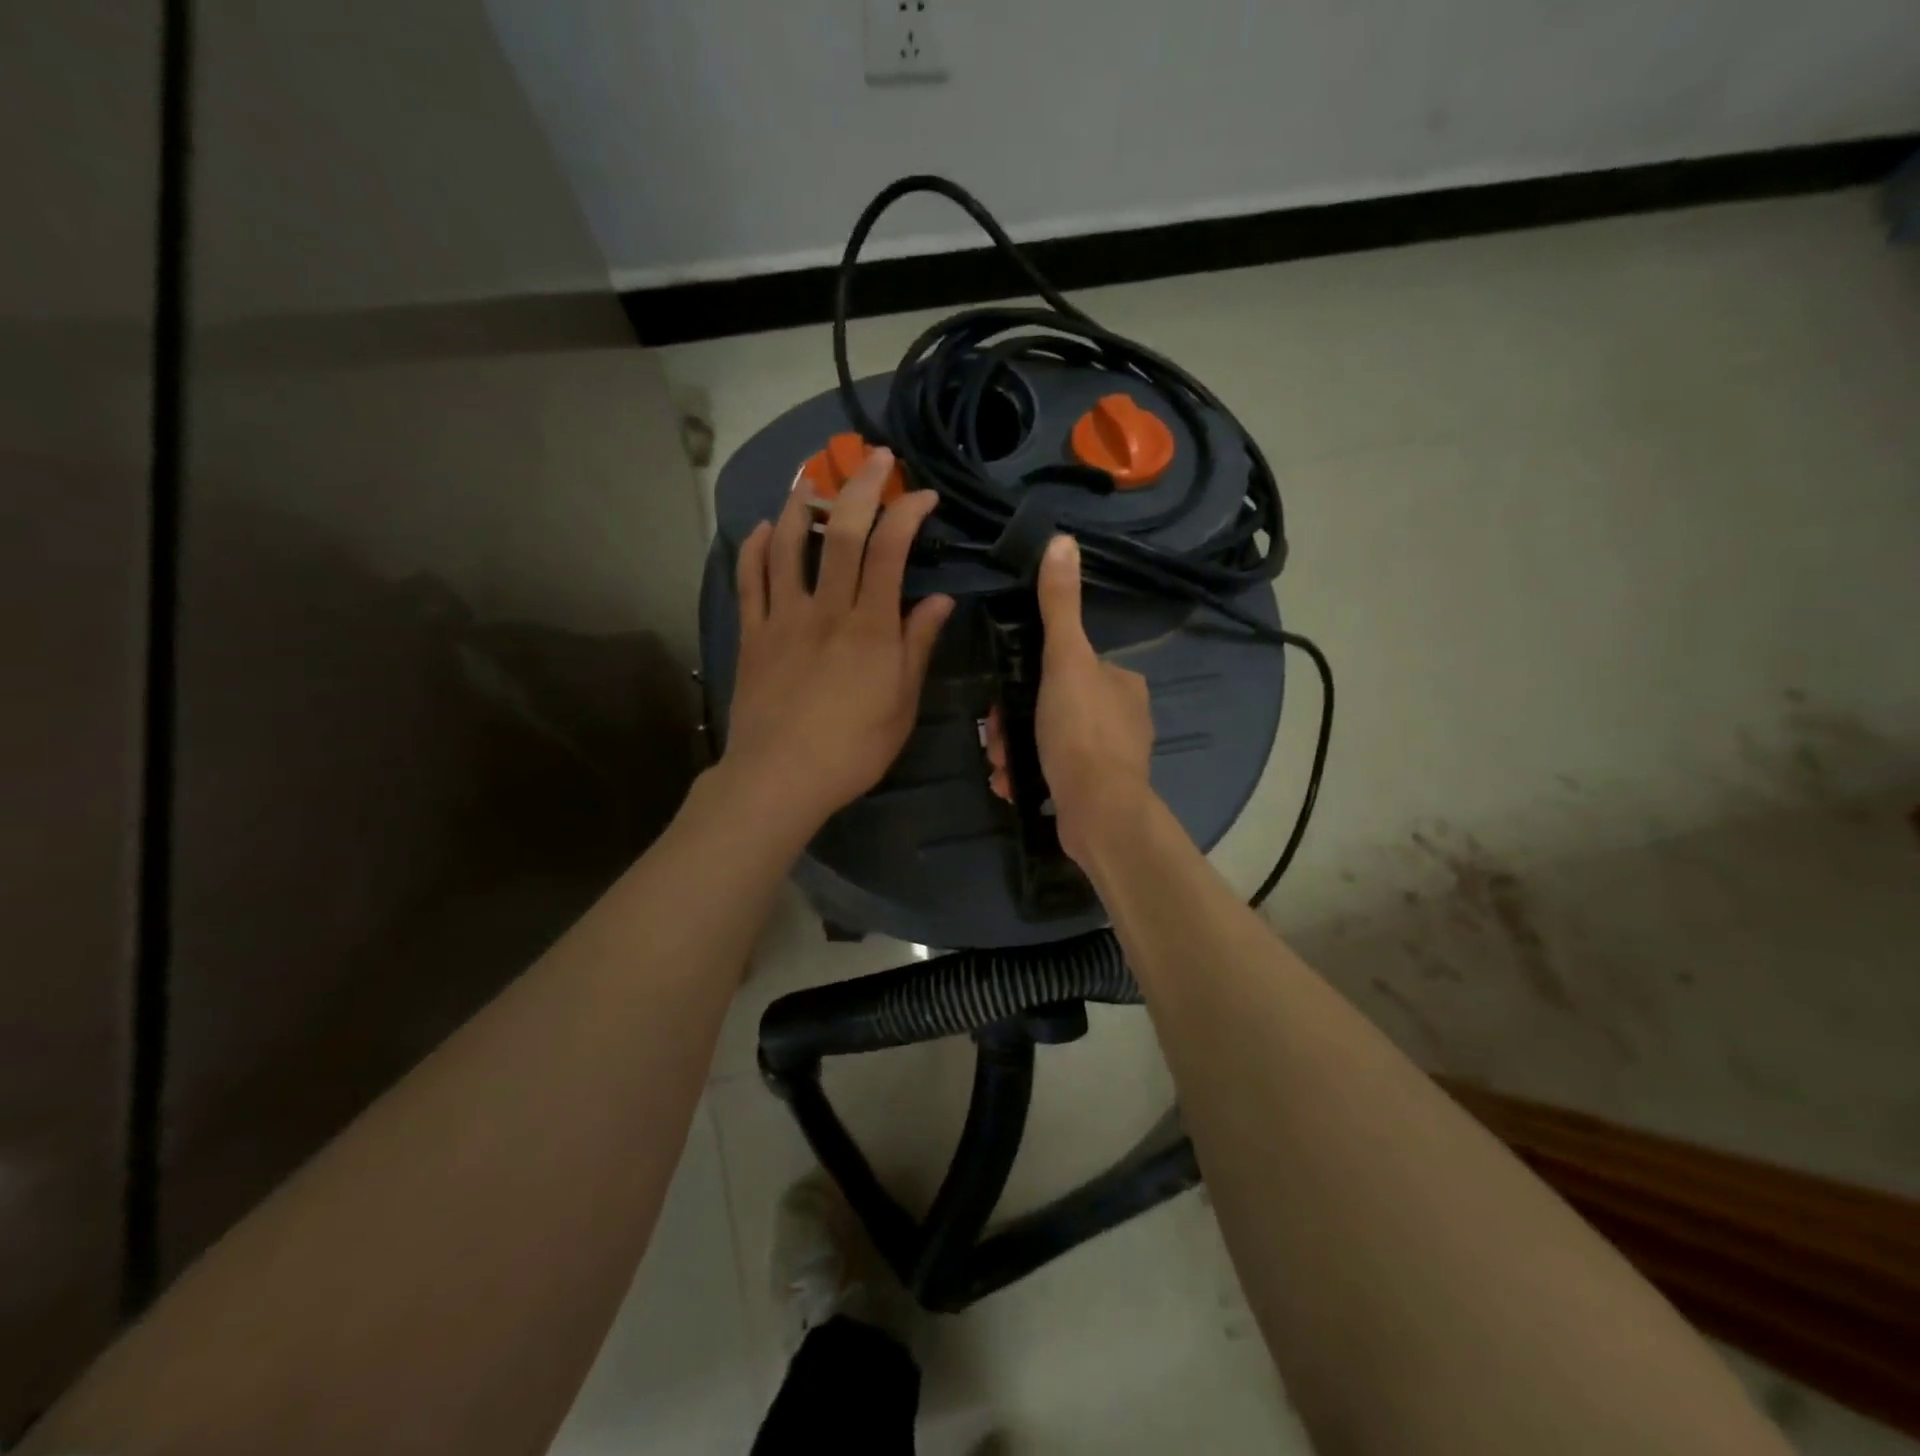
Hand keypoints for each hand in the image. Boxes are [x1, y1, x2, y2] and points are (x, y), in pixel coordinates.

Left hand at [724, 448, 953, 834]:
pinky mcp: (752, 635)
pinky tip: (764, 528)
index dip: (908, 513)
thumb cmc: (853, 749)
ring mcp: (783, 618)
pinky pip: (750, 581)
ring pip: (790, 546)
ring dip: (803, 505)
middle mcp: (827, 610)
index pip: (891, 551)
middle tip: (876, 458)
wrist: (781, 777)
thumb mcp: (902, 704)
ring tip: (813, 479)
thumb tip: (941, 601)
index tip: (923, 495)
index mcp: (871, 627)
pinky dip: (756, 549)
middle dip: (862, 487)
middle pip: (844, 533)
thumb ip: (918, 647)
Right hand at [985, 535, 1155, 865]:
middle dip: (1015, 722)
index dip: (1030, 679)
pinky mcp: (1097, 792)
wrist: (1098, 812)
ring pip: (1049, 741)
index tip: (1004, 697)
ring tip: (1001, 766)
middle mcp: (1123, 718)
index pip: (1068, 667)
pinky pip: (1054, 774)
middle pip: (1053, 706)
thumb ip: (1060, 606)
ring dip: (1015, 749)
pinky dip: (1029, 775)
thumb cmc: (1080, 731)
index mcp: (1122, 683)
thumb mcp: (1065, 660)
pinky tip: (1012, 784)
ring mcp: (1111, 759)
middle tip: (995, 738)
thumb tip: (1063, 540)